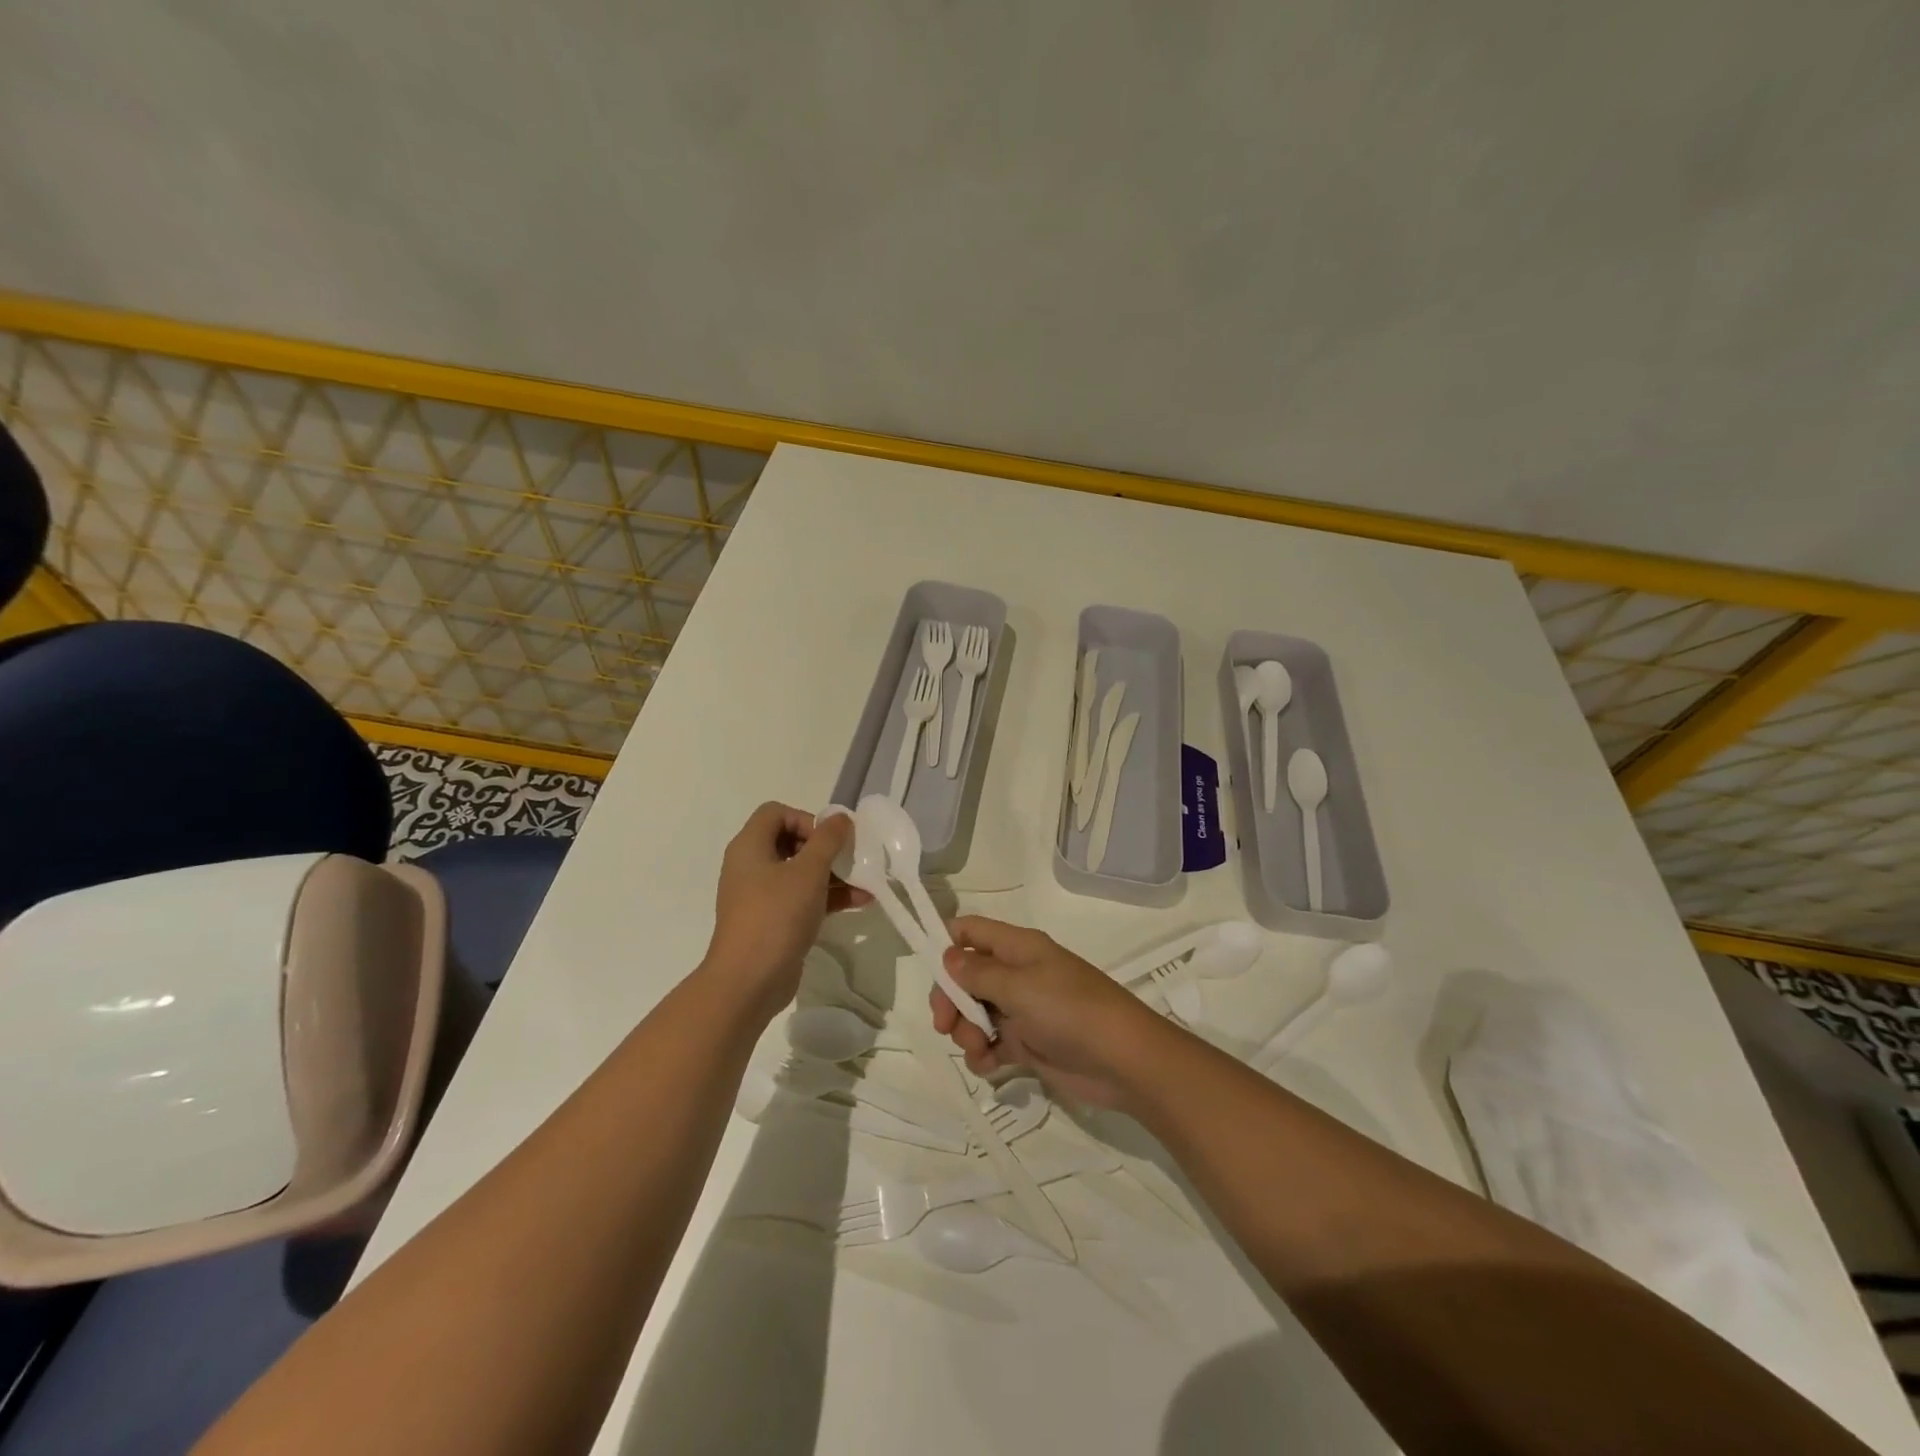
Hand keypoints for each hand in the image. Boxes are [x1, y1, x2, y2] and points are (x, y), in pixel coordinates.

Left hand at [703, 803, 868, 1020]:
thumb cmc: (776, 916)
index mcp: (750, 847)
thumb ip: (827, 840)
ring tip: (867, 882)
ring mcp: (761, 896)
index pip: (776, 813)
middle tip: (850, 859)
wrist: (748, 982)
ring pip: (801, 873)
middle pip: (791, 841)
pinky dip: (829, 897)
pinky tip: (861, 902)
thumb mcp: (808, 872)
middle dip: (826, 849)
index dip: (806, 819)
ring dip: (834, 874)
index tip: (829, 840)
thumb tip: (840, 817)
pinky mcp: (773, 921)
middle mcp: (752, 866)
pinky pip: (803, 898)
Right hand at [930, 915, 1169, 1109]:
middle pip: (967, 977)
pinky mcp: (1031, 1044)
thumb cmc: (1070, 1010)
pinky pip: (994, 1044)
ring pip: (977, 1013)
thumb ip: (978, 973)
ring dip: (967, 1032)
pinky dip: (985, 1055)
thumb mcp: (1019, 986)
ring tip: (978, 1050)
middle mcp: (1018, 974)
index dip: (947, 945)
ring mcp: (1024, 1010)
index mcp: (1018, 948)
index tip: (929, 972)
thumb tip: (948, 956)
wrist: (1123, 1061)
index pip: (972, 932)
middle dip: (951, 1000)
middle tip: (945, 1025)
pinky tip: (989, 1067)